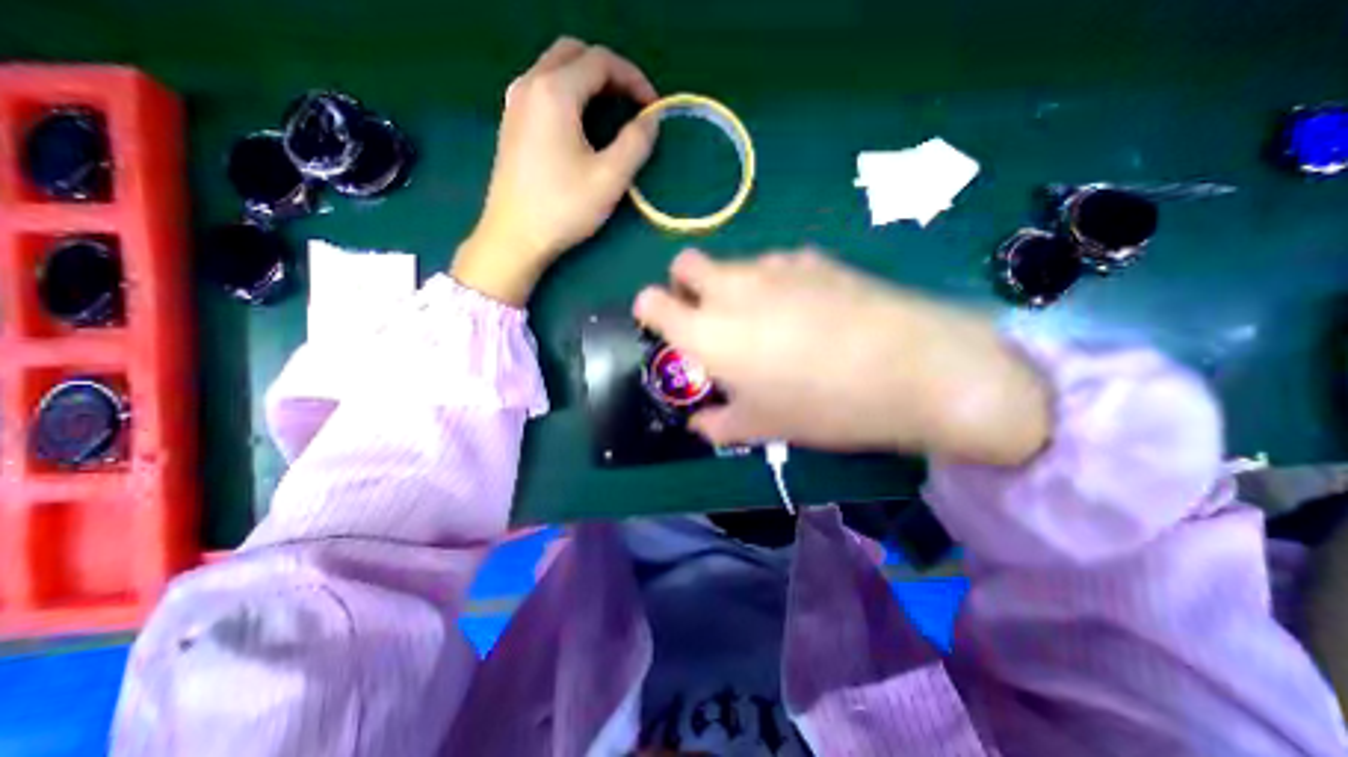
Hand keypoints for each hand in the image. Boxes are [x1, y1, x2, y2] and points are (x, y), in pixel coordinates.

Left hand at [453, 36, 658, 304]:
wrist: (514, 237)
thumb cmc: (563, 208)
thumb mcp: (610, 178)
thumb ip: (636, 143)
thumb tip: (651, 118)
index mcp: (555, 92)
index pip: (601, 61)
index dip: (634, 79)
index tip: (653, 108)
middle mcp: (529, 84)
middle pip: (574, 53)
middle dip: (610, 73)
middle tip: (632, 104)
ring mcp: (515, 102)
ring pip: (556, 68)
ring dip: (588, 82)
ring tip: (612, 115)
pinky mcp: (511, 123)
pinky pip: (543, 89)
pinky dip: (569, 94)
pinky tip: (582, 126)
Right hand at [632, 249, 1051, 468]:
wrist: (909, 368)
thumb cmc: (821, 405)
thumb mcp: (762, 426)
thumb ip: (718, 425)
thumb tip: (699, 423)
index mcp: (706, 331)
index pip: (651, 301)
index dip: (650, 311)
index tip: (663, 327)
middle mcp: (731, 288)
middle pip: (685, 264)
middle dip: (685, 286)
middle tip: (708, 318)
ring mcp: (773, 266)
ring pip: (732, 265)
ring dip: (733, 287)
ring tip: (766, 320)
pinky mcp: (812, 258)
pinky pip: (776, 264)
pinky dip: (775, 282)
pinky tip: (806, 309)